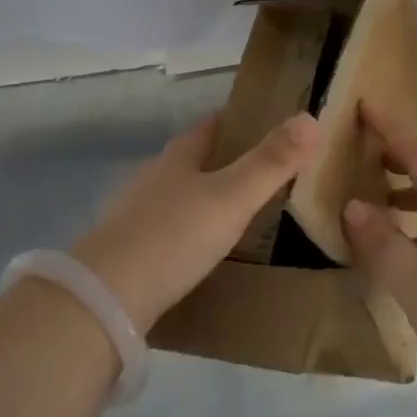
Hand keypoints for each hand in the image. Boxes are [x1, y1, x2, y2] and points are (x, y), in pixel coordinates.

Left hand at [71, 111, 320, 329]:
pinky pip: (161, 231)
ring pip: (172, 196)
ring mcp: (131, 216)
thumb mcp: (231, 198)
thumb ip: (271, 163)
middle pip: (188, 160)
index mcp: (176, 159)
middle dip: (218, 161)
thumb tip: (311, 118)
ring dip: (198, 198)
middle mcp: (150, 179)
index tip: (261, 121)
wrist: (105, 298)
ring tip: (232, 214)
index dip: (233, 120)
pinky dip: (182, 233)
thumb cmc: (173, 237)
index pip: (207, 127)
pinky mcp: (123, 252)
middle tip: (257, 173)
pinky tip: (196, 252)